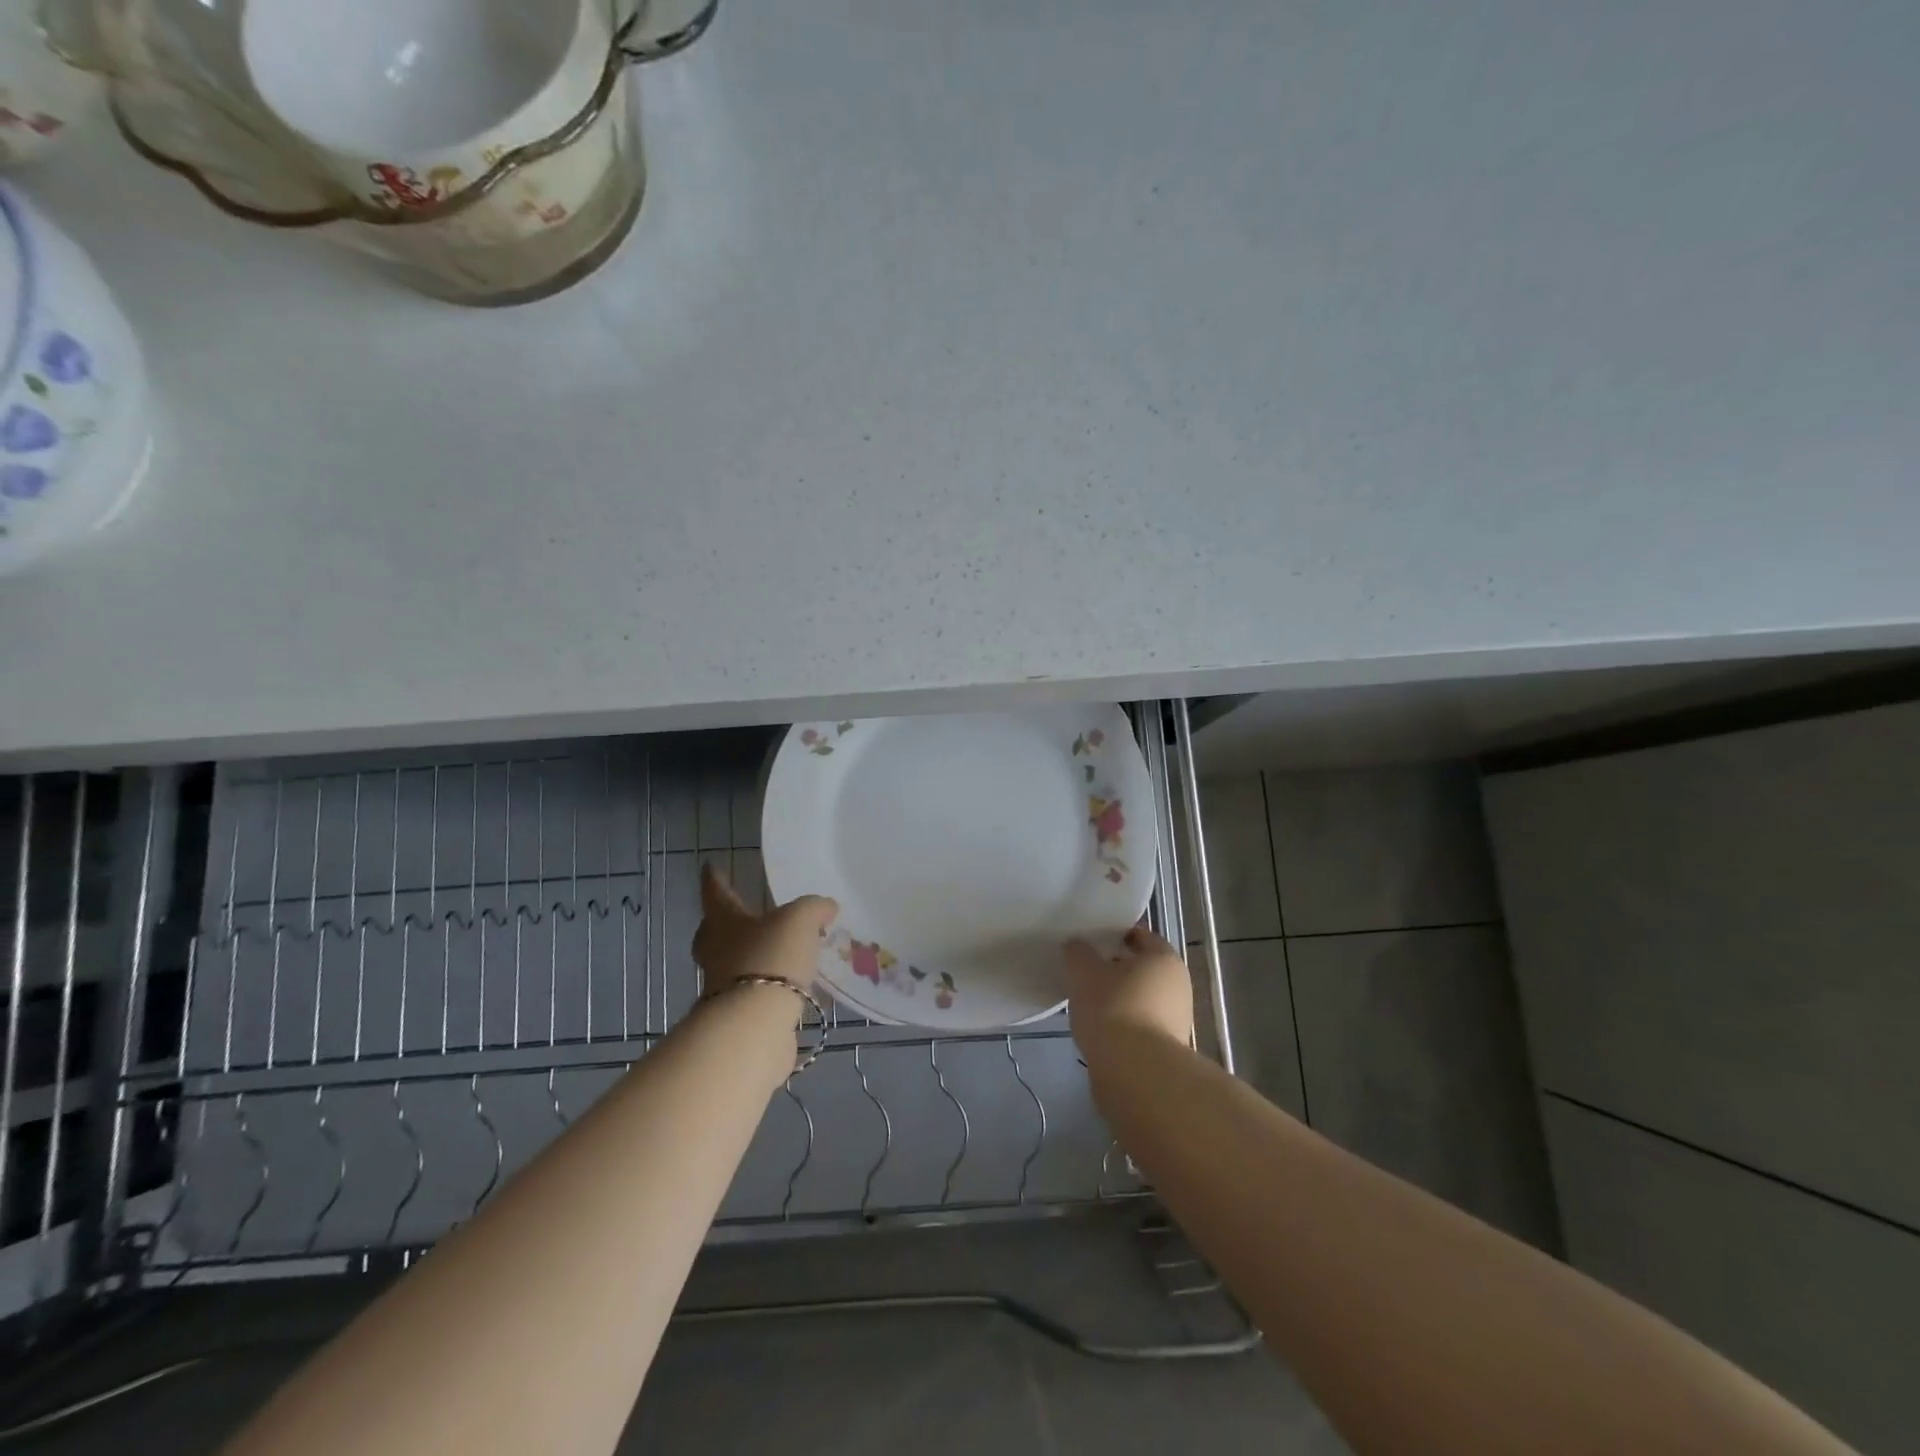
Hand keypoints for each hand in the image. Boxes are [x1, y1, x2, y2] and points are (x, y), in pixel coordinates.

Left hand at [692, 863, 837, 1004]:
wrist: (755, 1024)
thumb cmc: (770, 957)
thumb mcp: (800, 920)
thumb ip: (814, 908)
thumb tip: (826, 907)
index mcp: (724, 921)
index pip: (716, 892)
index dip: (715, 878)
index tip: (709, 866)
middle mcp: (716, 952)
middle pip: (715, 933)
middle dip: (727, 925)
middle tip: (746, 916)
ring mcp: (723, 987)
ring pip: (736, 964)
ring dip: (755, 958)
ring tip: (786, 953)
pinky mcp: (739, 1016)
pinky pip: (758, 993)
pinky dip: (774, 988)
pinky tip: (799, 989)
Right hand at [1063, 926, 1193, 1064]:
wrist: (1135, 1072)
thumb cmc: (1113, 1008)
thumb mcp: (1084, 971)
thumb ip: (1078, 952)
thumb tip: (1078, 947)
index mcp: (1165, 958)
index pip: (1139, 935)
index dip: (1114, 934)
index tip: (1090, 941)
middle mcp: (1178, 985)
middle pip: (1141, 968)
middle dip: (1114, 968)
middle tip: (1085, 971)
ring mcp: (1177, 1019)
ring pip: (1140, 997)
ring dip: (1118, 997)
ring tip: (1087, 1002)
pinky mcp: (1167, 1048)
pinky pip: (1139, 1024)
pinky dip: (1122, 1022)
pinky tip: (1099, 1028)